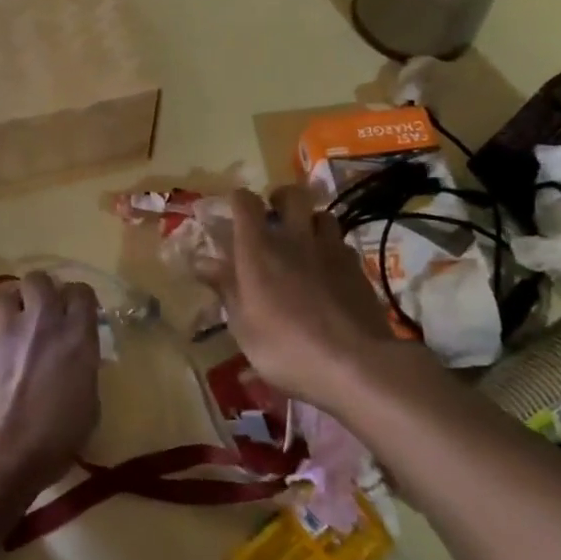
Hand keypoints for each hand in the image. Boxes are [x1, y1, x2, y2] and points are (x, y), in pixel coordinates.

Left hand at [0, 273, 100, 516]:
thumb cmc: (52, 442)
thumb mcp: (88, 407)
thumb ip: (84, 370)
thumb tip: (76, 360)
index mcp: (77, 337)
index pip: (82, 292)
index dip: (78, 300)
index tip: (75, 314)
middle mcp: (42, 320)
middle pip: (40, 279)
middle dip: (41, 292)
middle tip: (40, 315)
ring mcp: (5, 326)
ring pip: (7, 294)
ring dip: (13, 309)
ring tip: (11, 332)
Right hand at [195, 186, 417, 412]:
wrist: (355, 364)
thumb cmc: (285, 347)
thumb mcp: (242, 325)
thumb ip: (225, 287)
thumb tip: (202, 262)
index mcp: (258, 249)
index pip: (245, 202)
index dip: (238, 201)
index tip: (234, 212)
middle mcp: (295, 239)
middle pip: (293, 195)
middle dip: (281, 199)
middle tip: (275, 217)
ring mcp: (331, 250)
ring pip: (324, 215)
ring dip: (311, 222)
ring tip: (304, 242)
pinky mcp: (358, 268)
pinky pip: (343, 245)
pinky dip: (332, 250)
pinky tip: (329, 271)